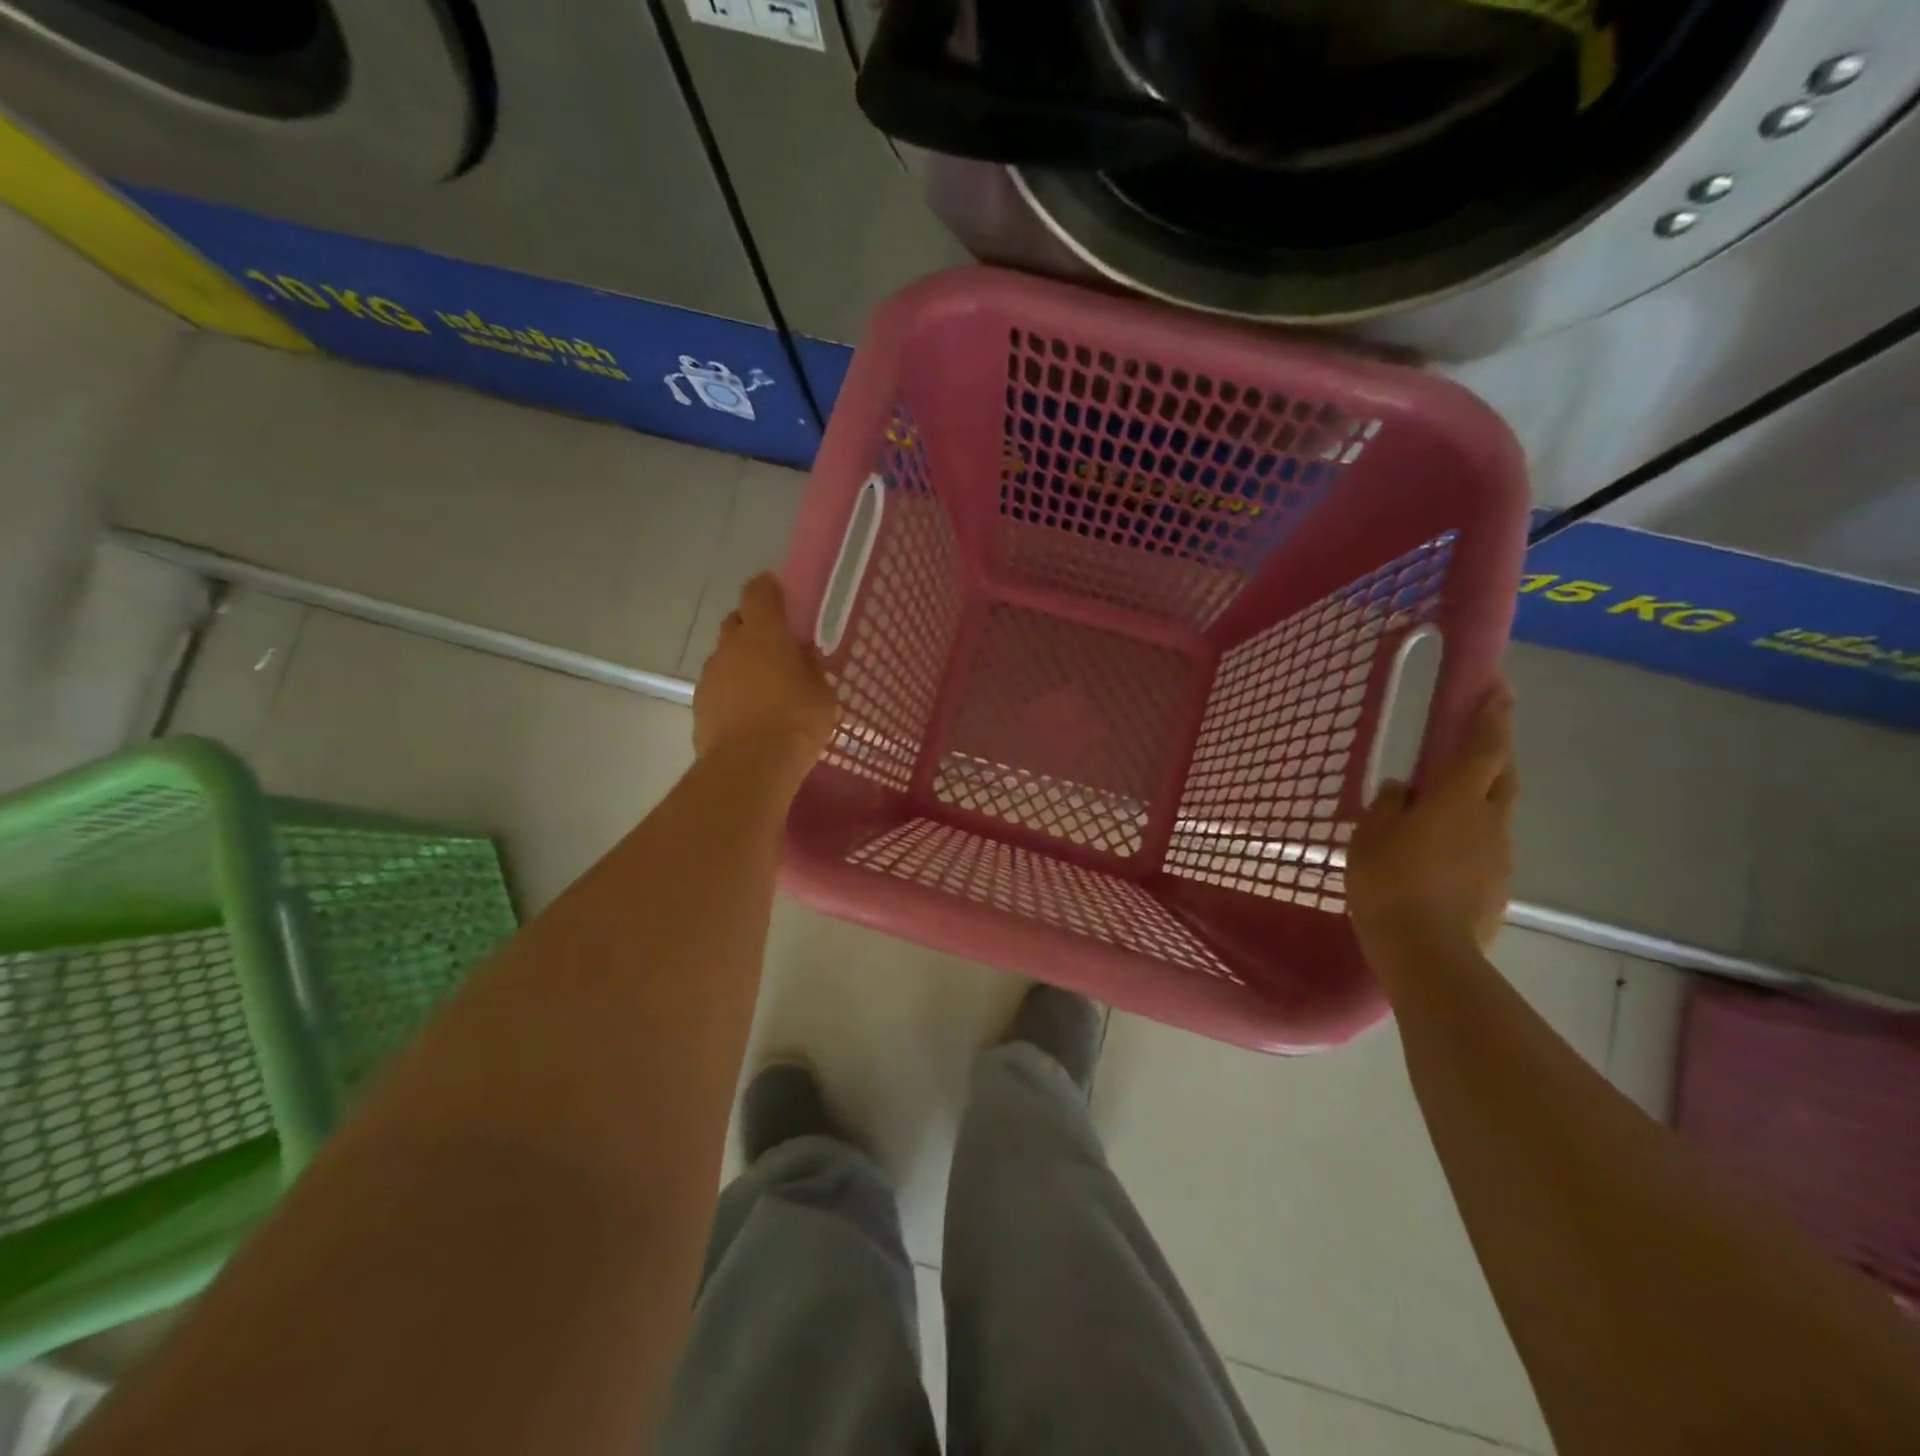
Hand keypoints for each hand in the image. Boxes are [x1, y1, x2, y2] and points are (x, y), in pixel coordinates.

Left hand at [693, 574, 838, 775]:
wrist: (750, 766)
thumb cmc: (797, 721)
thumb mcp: (823, 693)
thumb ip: (812, 669)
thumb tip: (803, 658)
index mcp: (764, 633)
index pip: (759, 591)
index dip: (768, 589)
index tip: (779, 595)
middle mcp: (730, 646)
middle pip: (737, 621)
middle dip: (754, 628)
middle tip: (777, 648)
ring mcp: (710, 675)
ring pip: (725, 657)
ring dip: (742, 664)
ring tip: (765, 689)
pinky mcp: (699, 705)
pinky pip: (718, 688)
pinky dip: (732, 693)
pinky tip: (750, 715)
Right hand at [1348, 683, 1517, 951]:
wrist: (1427, 952)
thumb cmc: (1389, 882)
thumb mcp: (1370, 837)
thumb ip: (1387, 807)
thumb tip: (1401, 790)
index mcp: (1455, 800)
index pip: (1483, 748)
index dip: (1493, 716)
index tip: (1501, 689)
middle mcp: (1488, 821)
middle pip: (1503, 776)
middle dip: (1496, 753)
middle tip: (1478, 743)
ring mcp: (1499, 856)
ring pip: (1494, 815)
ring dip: (1477, 802)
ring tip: (1441, 815)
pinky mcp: (1497, 887)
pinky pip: (1485, 850)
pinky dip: (1468, 842)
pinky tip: (1440, 860)